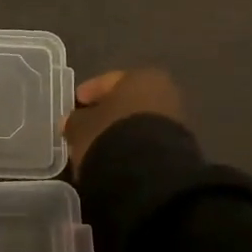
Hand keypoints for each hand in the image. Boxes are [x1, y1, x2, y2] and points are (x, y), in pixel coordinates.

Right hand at [63, 69, 184, 176]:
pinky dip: (131, 147)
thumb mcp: (80, 126)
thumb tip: (73, 122)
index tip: (76, 103)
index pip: (108, 81)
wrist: (148, 174)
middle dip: (106, 113)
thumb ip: (75, 120)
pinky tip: (116, 158)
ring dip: (118, 132)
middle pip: (126, 101)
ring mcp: (174, 121)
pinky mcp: (178, 148)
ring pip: (137, 123)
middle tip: (86, 126)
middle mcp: (163, 92)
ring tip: (98, 147)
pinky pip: (146, 141)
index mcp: (141, 77)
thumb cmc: (110, 135)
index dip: (88, 92)